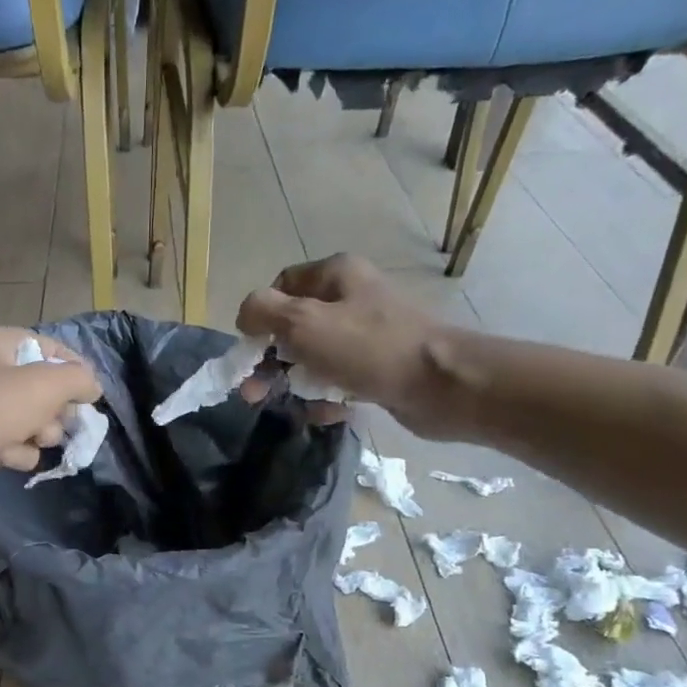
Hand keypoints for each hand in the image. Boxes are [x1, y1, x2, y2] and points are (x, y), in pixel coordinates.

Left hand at [0, 324, 102, 512]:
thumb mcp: (45, 384)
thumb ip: (78, 379)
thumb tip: (92, 387)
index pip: (50, 348)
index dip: (74, 370)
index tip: (90, 395)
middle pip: (45, 389)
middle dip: (55, 410)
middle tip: (50, 421)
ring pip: (33, 421)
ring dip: (37, 436)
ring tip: (25, 441)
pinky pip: (14, 446)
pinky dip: (16, 454)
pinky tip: (4, 457)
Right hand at [236, 255, 465, 437]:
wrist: (442, 385)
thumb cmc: (368, 348)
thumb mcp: (302, 322)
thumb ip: (262, 311)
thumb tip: (245, 316)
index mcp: (336, 275)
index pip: (281, 285)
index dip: (260, 316)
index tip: (251, 350)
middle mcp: (353, 297)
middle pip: (294, 326)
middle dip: (271, 360)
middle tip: (254, 394)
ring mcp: (368, 334)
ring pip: (315, 357)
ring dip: (299, 382)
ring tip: (295, 404)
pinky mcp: (380, 367)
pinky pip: (340, 380)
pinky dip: (329, 396)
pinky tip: (329, 411)